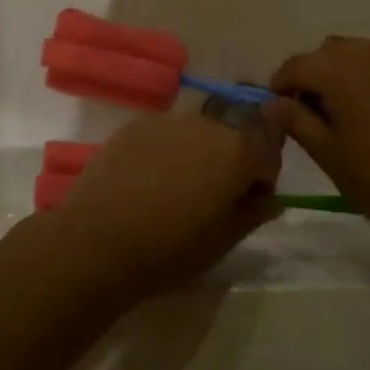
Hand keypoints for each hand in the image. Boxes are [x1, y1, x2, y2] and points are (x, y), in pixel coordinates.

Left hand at [50, 113, 281, 301]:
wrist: (98, 242)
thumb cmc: (171, 248)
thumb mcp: (224, 240)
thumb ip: (254, 212)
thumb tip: (271, 199)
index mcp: (237, 150)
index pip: (268, 153)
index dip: (262, 179)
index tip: (246, 204)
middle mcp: (206, 124)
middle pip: (231, 138)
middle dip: (229, 163)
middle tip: (210, 200)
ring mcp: (166, 121)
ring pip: (195, 135)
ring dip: (196, 155)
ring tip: (174, 191)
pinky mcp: (133, 126)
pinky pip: (163, 136)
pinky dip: (164, 152)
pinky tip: (145, 183)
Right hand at [268, 37, 369, 246]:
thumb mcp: (327, 154)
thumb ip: (295, 121)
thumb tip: (271, 103)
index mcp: (341, 72)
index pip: (297, 65)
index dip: (281, 85)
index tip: (279, 111)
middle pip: (328, 52)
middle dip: (313, 74)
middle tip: (310, 112)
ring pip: (360, 53)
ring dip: (342, 72)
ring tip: (343, 111)